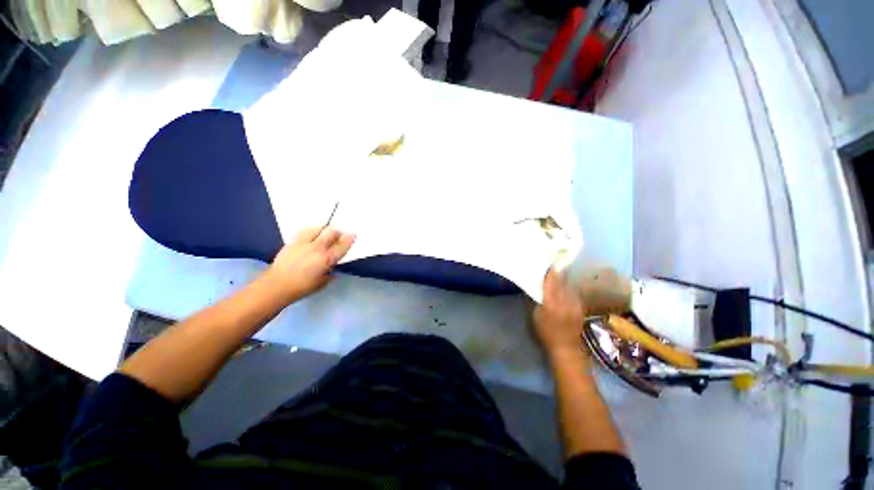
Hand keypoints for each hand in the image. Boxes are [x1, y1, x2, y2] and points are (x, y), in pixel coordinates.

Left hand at [265, 227, 355, 302]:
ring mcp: (304, 243)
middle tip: (338, 236)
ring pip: (318, 228)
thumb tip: (333, 267)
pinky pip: (305, 231)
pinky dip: (312, 231)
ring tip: (325, 234)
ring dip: (324, 230)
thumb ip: (330, 272)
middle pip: (331, 232)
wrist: (276, 286)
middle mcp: (317, 248)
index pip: (342, 245)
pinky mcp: (292, 242)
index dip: (349, 239)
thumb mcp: (322, 283)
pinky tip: (312, 235)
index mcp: (326, 259)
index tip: (353, 235)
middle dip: (337, 232)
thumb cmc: (302, 288)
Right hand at [533, 269, 588, 359]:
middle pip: (561, 280)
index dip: (550, 270)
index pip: (552, 281)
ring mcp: (575, 302)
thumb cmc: (545, 332)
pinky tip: (562, 284)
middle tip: (549, 263)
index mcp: (551, 302)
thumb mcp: (535, 315)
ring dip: (562, 277)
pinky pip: (571, 290)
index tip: (547, 260)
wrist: (565, 347)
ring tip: (555, 271)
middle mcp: (565, 300)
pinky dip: (566, 285)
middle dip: (556, 271)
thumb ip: (534, 298)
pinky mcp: (580, 305)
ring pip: (567, 284)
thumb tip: (532, 284)